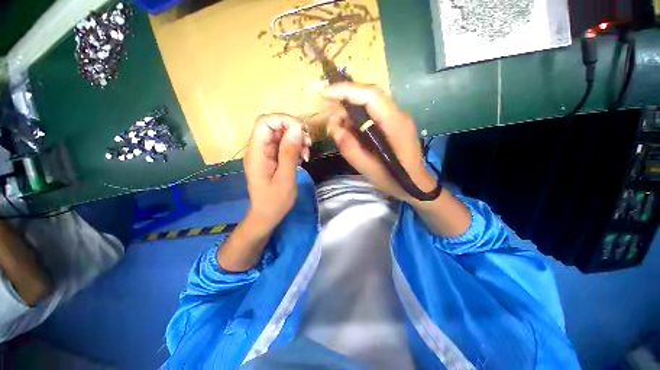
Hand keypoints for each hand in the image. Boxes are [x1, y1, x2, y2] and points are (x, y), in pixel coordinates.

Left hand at [244, 114, 311, 232]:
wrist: (267, 215)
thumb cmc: (275, 201)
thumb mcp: (285, 177)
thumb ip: (289, 153)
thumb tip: (296, 128)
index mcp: (257, 152)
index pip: (265, 122)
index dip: (284, 120)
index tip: (301, 132)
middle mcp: (258, 149)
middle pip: (274, 126)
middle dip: (293, 131)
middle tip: (308, 144)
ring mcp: (265, 153)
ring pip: (281, 135)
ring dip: (296, 140)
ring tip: (307, 153)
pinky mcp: (272, 158)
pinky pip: (284, 145)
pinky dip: (295, 148)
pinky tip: (302, 158)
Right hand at [323, 83, 434, 201]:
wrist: (416, 185)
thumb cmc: (394, 179)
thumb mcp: (367, 168)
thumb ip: (350, 148)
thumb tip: (334, 128)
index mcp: (395, 124)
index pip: (371, 95)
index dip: (346, 90)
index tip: (324, 94)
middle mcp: (398, 115)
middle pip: (369, 97)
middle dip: (345, 104)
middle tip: (332, 124)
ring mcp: (397, 119)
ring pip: (369, 106)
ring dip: (351, 115)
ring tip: (340, 132)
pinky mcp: (393, 124)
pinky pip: (372, 115)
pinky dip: (358, 122)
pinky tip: (352, 135)